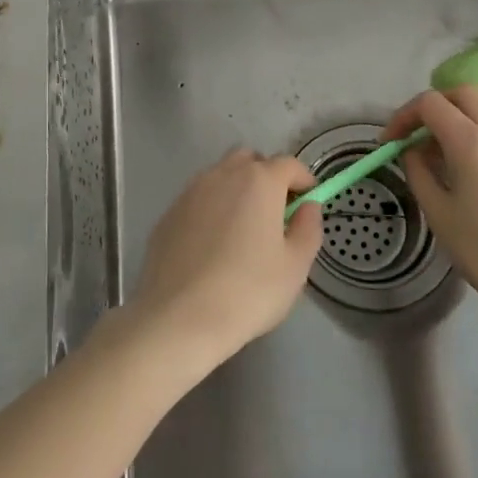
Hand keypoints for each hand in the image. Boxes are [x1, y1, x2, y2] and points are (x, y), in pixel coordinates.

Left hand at [128, 149, 321, 371]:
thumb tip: (308, 205)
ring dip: (236, 190)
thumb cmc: (248, 291)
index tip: (309, 199)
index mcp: (258, 181)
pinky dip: (211, 209)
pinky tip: (212, 244)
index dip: (303, 179)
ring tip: (243, 228)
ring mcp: (191, 191)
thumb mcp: (295, 266)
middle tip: (275, 211)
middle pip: (250, 160)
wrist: (179, 316)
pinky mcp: (169, 213)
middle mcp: (222, 175)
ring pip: (220, 176)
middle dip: (266, 176)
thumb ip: (308, 228)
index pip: (288, 164)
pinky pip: (198, 199)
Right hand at [384, 86, 477, 336]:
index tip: (390, 142)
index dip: (404, 116)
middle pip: (462, 94)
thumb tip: (413, 152)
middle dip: (433, 108)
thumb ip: (419, 172)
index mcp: (474, 142)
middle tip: (415, 137)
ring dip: (457, 123)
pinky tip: (471, 175)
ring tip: (441, 161)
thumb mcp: (440, 214)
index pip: (431, 103)